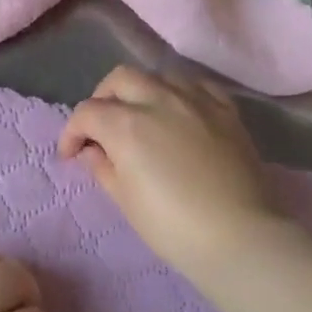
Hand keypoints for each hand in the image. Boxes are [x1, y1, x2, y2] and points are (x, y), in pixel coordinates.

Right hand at [58, 65, 281, 274]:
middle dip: (103, 99)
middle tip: (101, 128)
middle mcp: (158, 100)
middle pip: (120, 79)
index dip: (72, 132)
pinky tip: (180, 111)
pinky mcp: (226, 110)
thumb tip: (92, 151)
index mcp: (126, 125)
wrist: (239, 236)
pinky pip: (197, 85)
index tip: (71, 155)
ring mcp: (196, 101)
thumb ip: (103, 167)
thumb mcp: (126, 200)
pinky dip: (180, 92)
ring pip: (159, 75)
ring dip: (141, 90)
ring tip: (141, 116)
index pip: (87, 112)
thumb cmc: (173, 226)